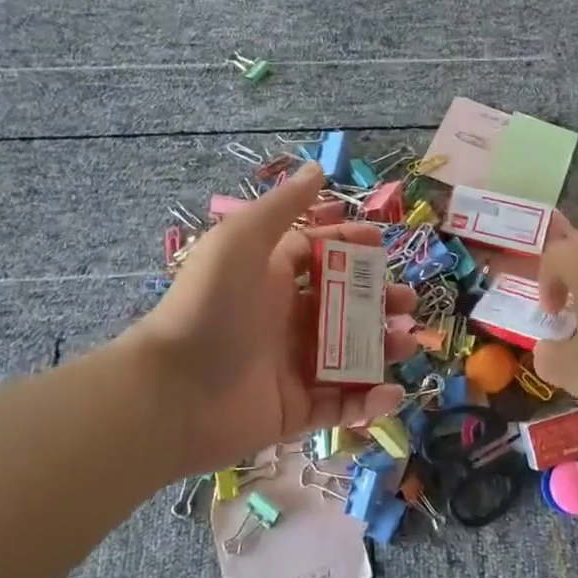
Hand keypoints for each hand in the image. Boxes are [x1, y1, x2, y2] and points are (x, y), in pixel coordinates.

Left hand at [131, 164, 418, 474]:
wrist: (171, 392)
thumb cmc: (209, 306)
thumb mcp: (243, 241)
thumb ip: (283, 206)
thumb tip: (317, 169)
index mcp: (271, 278)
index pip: (318, 255)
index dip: (350, 245)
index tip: (382, 243)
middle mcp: (284, 318)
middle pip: (343, 306)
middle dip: (379, 301)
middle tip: (407, 303)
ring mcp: (290, 366)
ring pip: (349, 354)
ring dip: (382, 347)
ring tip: (406, 341)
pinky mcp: (294, 409)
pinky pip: (340, 405)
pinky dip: (368, 400)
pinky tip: (390, 391)